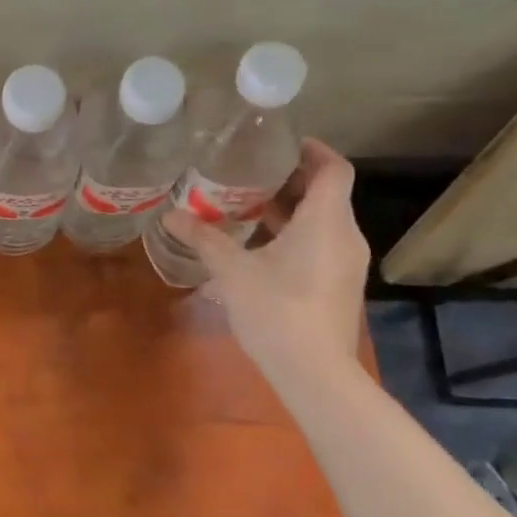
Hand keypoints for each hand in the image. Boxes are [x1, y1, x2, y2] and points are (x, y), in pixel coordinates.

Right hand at [160, 139, 369, 394]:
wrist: (314, 373)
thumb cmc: (276, 309)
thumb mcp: (232, 270)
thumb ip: (203, 238)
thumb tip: (170, 214)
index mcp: (326, 221)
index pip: (333, 168)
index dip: (311, 149)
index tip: (279, 143)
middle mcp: (344, 236)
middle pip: (326, 193)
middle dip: (290, 180)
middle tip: (249, 173)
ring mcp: (345, 263)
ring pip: (322, 221)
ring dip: (289, 210)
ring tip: (247, 206)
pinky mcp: (339, 286)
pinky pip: (320, 245)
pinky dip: (294, 235)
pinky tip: (258, 247)